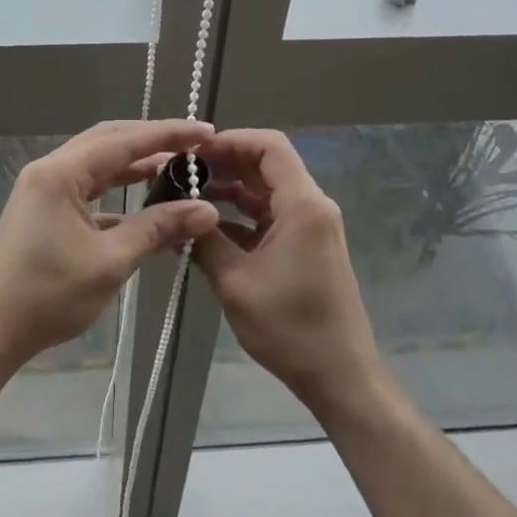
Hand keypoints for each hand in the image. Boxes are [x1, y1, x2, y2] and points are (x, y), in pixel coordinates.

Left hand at [0, 120, 220, 369]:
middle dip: (152, 141)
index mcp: (61, 173)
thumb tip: (206, 210)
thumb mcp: (110, 261)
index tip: (206, 132)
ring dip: (134, 165)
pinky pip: (87, 189)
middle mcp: (50, 171)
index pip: (124, 141)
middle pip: (108, 141)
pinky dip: (117, 192)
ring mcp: (43, 190)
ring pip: (97, 165)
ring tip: (176, 168)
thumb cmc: (47, 295)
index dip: (168, 134)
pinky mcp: (43, 211)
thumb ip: (158, 228)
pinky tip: (144, 207)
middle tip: (194, 146)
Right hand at [194, 129, 385, 409]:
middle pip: (267, 165)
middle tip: (182, 176)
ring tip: (186, 201)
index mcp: (303, 205)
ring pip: (266, 192)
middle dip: (224, 165)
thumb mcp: (236, 282)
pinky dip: (240, 217)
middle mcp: (312, 207)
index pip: (269, 146)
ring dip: (229, 192)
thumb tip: (178, 211)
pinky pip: (270, 217)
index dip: (230, 141)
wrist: (339, 376)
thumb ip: (205, 240)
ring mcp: (310, 227)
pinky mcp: (305, 247)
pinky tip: (206, 230)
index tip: (194, 153)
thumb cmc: (290, 328)